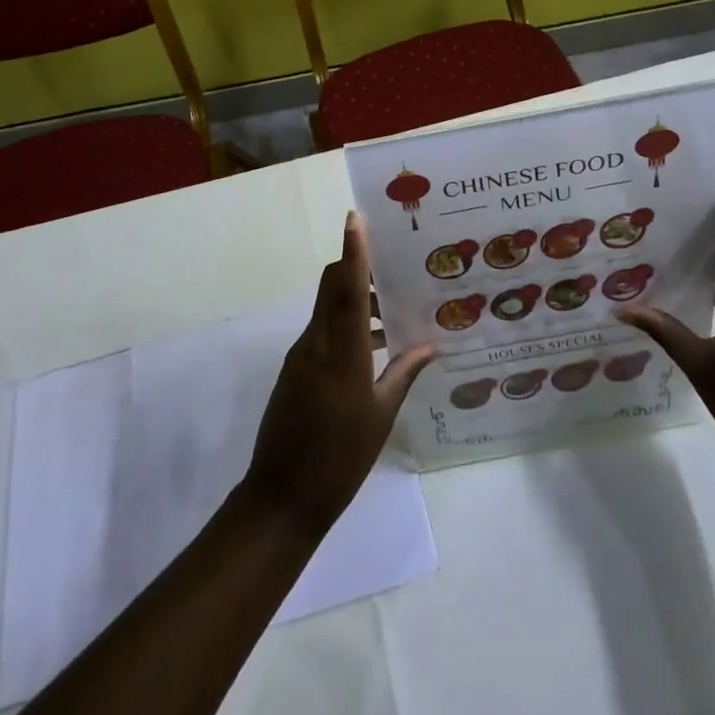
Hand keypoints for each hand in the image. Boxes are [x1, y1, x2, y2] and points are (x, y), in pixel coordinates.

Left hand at [239, 213, 435, 538]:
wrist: (282, 498)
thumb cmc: (340, 458)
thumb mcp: (380, 416)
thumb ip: (404, 374)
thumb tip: (433, 345)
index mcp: (341, 353)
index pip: (345, 288)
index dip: (352, 251)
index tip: (355, 217)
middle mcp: (316, 343)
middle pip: (331, 287)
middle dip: (354, 266)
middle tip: (392, 264)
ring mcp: (301, 355)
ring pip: (327, 308)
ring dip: (353, 298)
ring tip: (391, 308)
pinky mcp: (295, 369)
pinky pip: (322, 331)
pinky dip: (344, 325)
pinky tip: (373, 345)